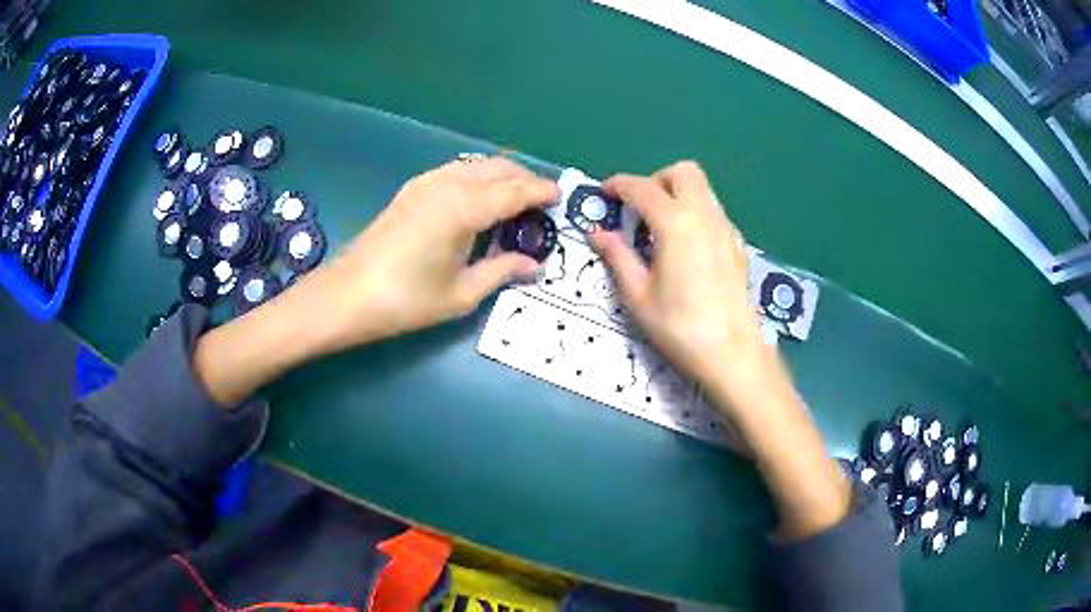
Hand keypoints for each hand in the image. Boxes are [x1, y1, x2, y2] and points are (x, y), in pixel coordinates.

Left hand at [312, 156, 558, 349]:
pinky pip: (456, 171)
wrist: (347, 295)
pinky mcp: (412, 189)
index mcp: (465, 209)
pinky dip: (478, 177)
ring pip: (476, 165)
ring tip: (515, 200)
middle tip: (541, 201)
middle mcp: (448, 184)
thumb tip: (533, 266)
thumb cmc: (406, 300)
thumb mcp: (461, 294)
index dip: (541, 191)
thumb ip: (502, 271)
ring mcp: (427, 182)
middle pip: (498, 168)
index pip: (515, 190)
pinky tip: (479, 200)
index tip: (560, 196)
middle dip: (524, 179)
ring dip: (501, 175)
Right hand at [590, 161, 764, 402]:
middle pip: (683, 172)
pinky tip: (686, 247)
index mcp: (676, 223)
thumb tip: (597, 233)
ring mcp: (726, 228)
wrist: (732, 353)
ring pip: (702, 190)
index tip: (604, 193)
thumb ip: (617, 256)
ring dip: (677, 195)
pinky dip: (695, 213)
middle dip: (656, 180)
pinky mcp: (737, 244)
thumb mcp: (638, 295)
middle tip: (639, 209)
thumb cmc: (679, 327)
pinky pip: (714, 212)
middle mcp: (705, 215)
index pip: (642, 187)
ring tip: (660, 229)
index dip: (618, 185)